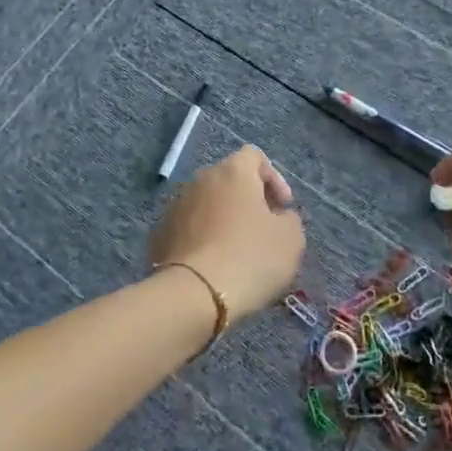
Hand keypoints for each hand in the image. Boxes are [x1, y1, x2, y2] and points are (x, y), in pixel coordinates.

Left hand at [149, 145, 304, 326]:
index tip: (283, 208)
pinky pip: (189, 228)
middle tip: (263, 229)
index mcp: (233, 171)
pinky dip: (203, 239)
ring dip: (223, 220)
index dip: (274, 178)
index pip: (254, 156)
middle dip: (248, 200)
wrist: (194, 294)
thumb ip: (289, 219)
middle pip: (229, 180)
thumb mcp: (290, 239)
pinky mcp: (160, 233)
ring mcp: (176, 205)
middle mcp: (201, 179)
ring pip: (207, 204)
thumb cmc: (250, 257)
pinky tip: (213, 266)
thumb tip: (277, 217)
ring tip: (237, 252)